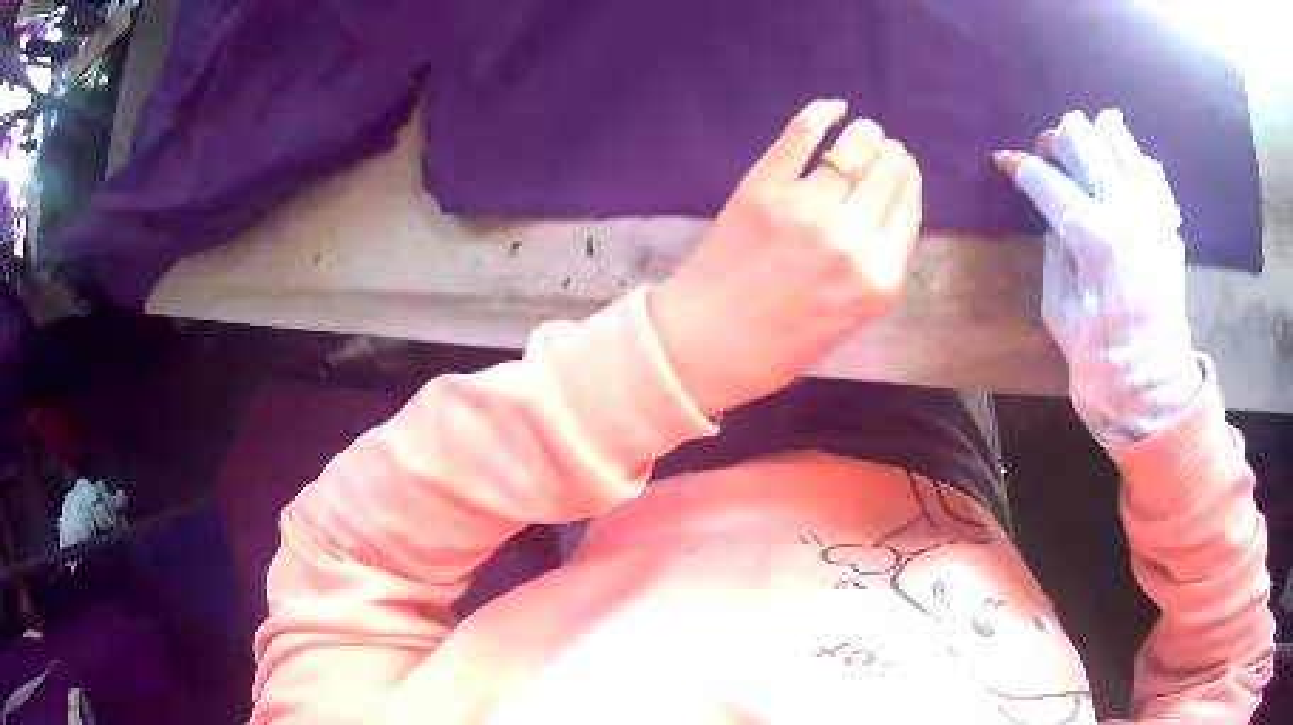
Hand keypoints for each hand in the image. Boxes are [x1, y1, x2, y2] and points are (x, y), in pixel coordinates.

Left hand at [651, 100, 921, 417]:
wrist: (704, 345)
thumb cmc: (776, 347)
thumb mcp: (845, 321)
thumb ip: (869, 271)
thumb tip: (879, 220)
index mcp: (878, 280)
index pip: (907, 213)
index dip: (909, 184)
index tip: (907, 169)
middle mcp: (853, 239)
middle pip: (885, 178)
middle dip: (891, 157)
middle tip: (886, 147)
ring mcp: (808, 207)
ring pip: (853, 152)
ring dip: (865, 136)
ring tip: (865, 130)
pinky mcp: (765, 187)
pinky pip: (801, 136)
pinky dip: (819, 115)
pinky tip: (832, 107)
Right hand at [995, 110, 1201, 446]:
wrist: (1149, 385)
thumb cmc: (1096, 355)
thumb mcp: (1057, 304)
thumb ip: (1055, 245)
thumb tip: (1053, 210)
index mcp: (1092, 236)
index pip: (1045, 177)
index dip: (1018, 165)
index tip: (1005, 162)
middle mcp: (1125, 209)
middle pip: (1081, 136)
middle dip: (1055, 141)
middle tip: (1050, 160)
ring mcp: (1151, 210)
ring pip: (1117, 136)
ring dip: (1094, 140)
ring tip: (1086, 159)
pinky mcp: (1167, 222)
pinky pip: (1148, 168)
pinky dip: (1130, 163)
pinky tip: (1121, 181)